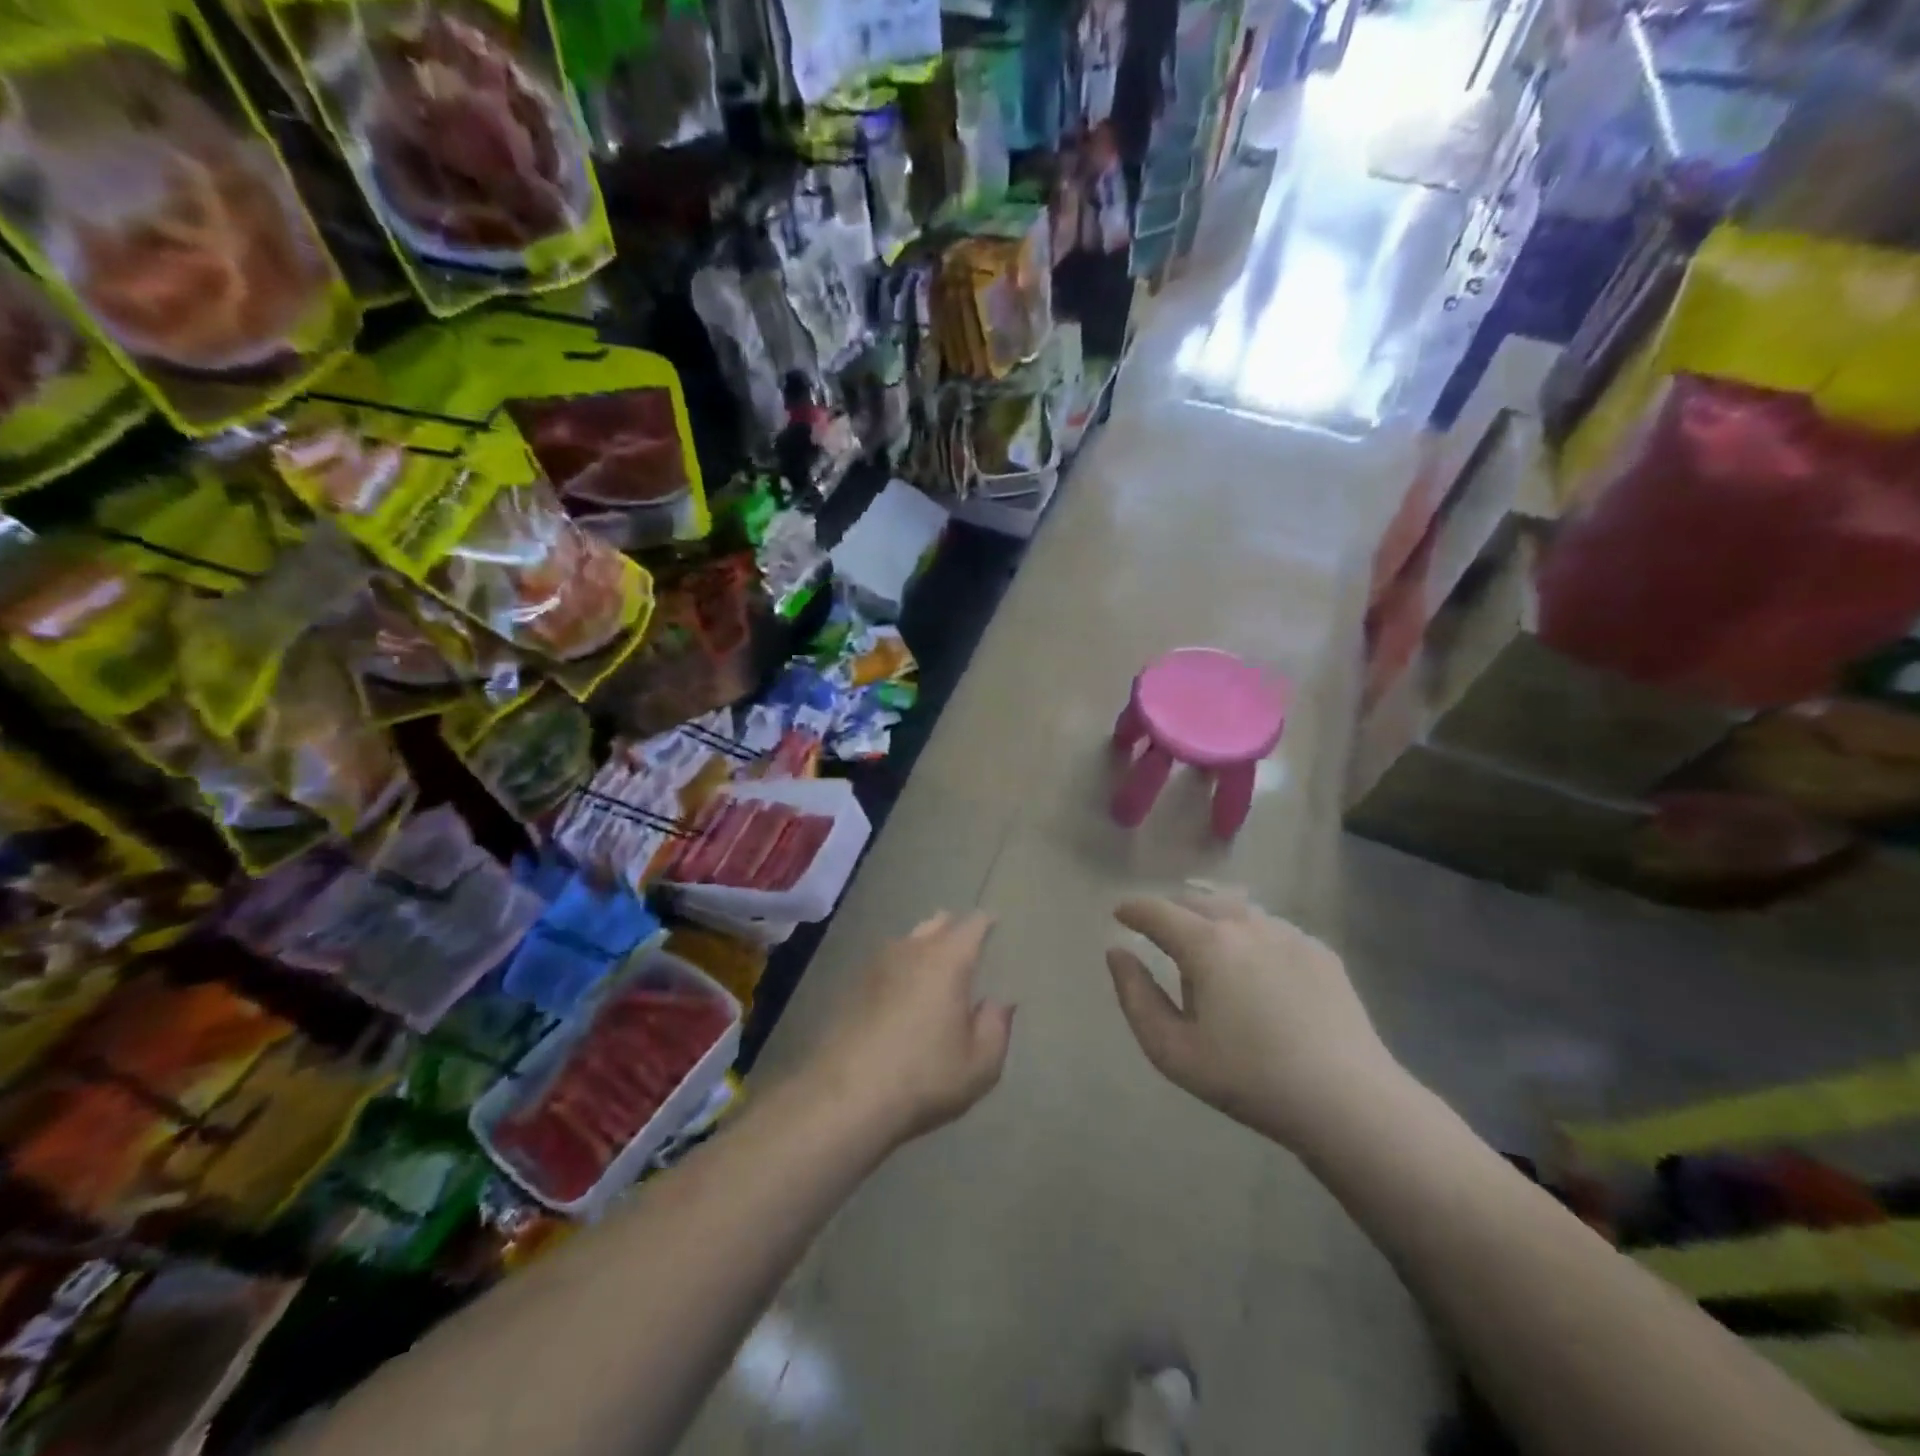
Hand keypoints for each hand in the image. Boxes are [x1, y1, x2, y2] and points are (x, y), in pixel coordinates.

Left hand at [801, 911, 1013, 1149]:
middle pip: (936, 923)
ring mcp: (876, 965)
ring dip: (922, 947)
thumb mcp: (979, 1064)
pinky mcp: (851, 986)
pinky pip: (885, 965)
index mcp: (947, 960)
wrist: (845, 1097)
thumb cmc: (924, 1078)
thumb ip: (995, 1027)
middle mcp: (911, 951)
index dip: (985, 923)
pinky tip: (900, 993)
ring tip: (932, 968)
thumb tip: (998, 1003)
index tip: (994, 924)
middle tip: (964, 945)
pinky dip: (898, 971)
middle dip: (952, 928)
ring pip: (907, 941)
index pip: (971, 925)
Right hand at [1106, 889, 1404, 1149]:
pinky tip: (1255, 967)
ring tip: (1206, 947)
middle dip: (1171, 913)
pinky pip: (1270, 928)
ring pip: (1236, 911)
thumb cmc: (1249, 1079)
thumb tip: (1118, 953)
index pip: (1158, 911)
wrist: (1347, 1101)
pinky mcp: (1319, 951)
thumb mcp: (1173, 1051)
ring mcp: (1288, 933)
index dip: (1134, 910)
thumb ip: (1136, 997)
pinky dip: (1250, 935)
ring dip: (1211, 920)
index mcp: (1207, 944)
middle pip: (1197, 903)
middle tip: (1160, 935)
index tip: (1120, 914)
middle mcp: (1246, 924)